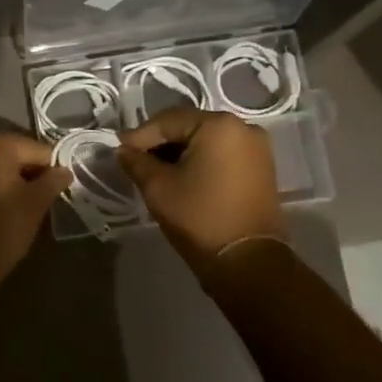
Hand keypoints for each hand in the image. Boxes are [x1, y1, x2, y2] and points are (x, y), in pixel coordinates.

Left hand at [0, 132, 72, 288]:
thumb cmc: (3, 225)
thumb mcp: (36, 202)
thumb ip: (54, 181)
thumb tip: (65, 170)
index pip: (40, 150)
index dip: (53, 171)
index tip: (60, 193)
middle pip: (18, 156)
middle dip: (33, 175)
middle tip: (45, 202)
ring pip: (1, 169)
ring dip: (15, 183)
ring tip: (27, 209)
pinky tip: (6, 210)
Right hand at [118, 108, 283, 274]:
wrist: (247, 261)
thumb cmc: (200, 217)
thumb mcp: (158, 188)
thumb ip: (137, 162)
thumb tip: (123, 150)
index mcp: (218, 125)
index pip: (168, 121)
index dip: (140, 136)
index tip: (119, 150)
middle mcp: (242, 127)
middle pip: (189, 127)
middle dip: (160, 142)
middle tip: (134, 160)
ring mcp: (256, 148)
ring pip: (206, 140)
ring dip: (179, 152)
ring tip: (154, 170)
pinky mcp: (261, 167)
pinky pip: (222, 154)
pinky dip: (199, 160)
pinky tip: (180, 176)